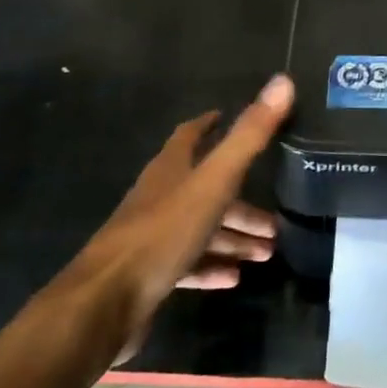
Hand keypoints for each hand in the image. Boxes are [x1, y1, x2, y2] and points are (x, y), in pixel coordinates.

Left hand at [61, 75, 292, 365]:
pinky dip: (212, 267)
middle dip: (241, 203)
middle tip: (275, 221)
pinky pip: (188, 264)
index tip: (232, 120)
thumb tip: (283, 82)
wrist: (103, 305)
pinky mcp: (149, 275)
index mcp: (170, 169)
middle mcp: (159, 197)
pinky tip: (234, 279)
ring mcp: (152, 238)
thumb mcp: (214, 181)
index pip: (190, 136)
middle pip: (205, 191)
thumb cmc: (162, 233)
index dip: (210, 125)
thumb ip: (249, 136)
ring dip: (233, 238)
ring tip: (267, 252)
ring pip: (201, 229)